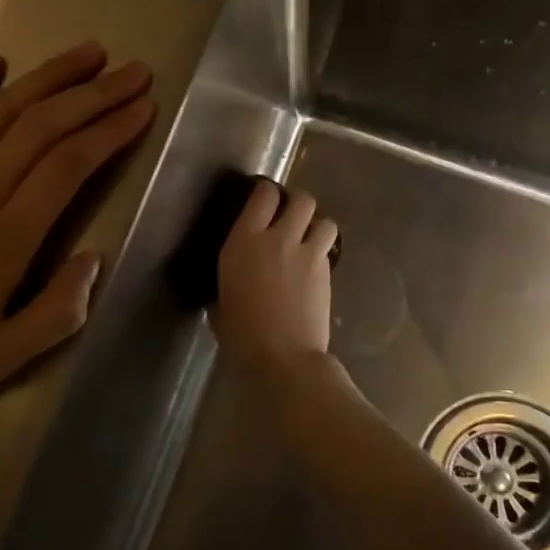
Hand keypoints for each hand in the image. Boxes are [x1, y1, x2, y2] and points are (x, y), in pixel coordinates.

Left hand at [0, 42, 154, 424]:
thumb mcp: (0, 362)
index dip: (109, 131)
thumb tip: (97, 258)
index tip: (143, 107)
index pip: (68, 168)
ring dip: (46, 78)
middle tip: (133, 71)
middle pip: (42, 129)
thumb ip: (56, 313)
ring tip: (88, 53)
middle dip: (94, 94)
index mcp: (4, 242)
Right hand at [213, 180, 340, 378]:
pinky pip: (328, 249)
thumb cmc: (240, 334)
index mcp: (244, 241)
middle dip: (298, 204)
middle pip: (301, 199)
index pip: (263, 196)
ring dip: (317, 226)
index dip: (267, 192)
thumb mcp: (222, 301)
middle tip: (291, 216)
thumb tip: (235, 283)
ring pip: (324, 220)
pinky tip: (313, 267)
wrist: (282, 357)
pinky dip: (323, 252)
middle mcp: (278, 239)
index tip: (265, 199)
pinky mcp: (327, 273)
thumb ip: (230, 281)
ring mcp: (307, 254)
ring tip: (309, 239)